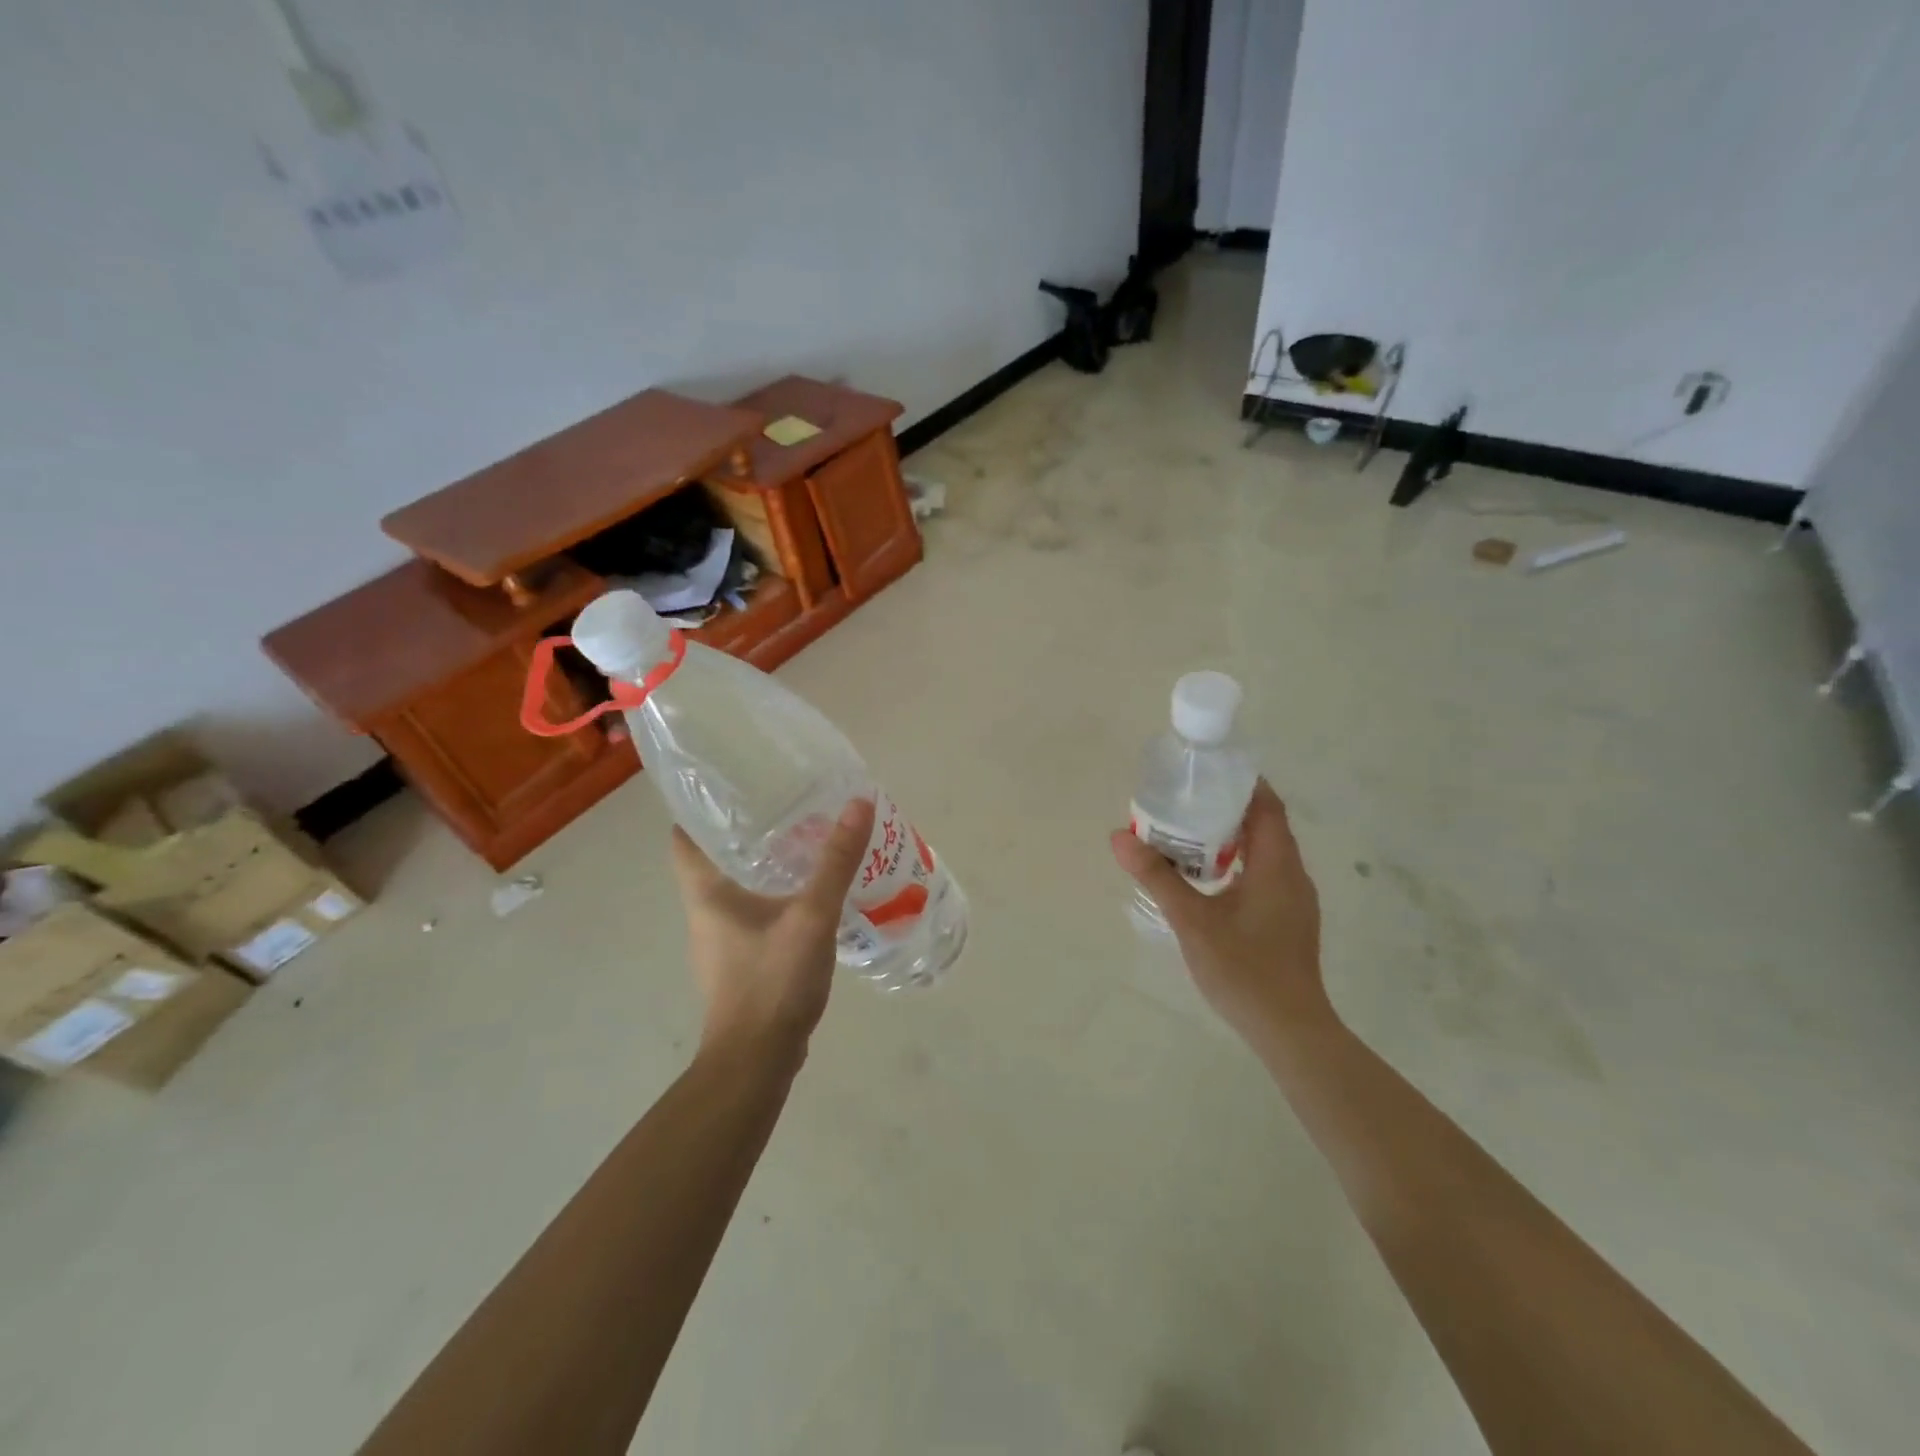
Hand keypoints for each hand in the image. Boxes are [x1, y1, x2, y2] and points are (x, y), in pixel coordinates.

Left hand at [670, 798, 875, 1062]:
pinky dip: (776, 899)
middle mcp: (704, 913)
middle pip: (715, 859)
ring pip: (738, 889)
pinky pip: (755, 916)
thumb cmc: (772, 981)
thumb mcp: (811, 916)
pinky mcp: (740, 964)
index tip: (735, 786)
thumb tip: (859, 803)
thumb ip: (836, 862)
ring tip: (806, 844)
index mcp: (706, 894)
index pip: (685, 837)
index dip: (703, 808)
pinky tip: (811, 897)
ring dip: (765, 867)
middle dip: (748, 832)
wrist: (756, 1061)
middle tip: (788, 807)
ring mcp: (721, 942)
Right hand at [1110, 779, 1332, 1040]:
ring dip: (1232, 838)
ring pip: (1265, 853)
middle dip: (1228, 808)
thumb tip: (1119, 837)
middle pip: (1265, 826)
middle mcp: (1292, 875)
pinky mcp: (1289, 921)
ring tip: (1189, 834)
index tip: (1206, 772)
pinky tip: (1208, 879)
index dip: (1242, 783)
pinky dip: (1238, 863)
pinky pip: (1265, 875)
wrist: (1289, 1030)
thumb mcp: (1192, 920)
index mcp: (1277, 865)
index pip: (1267, 806)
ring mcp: (1294, 900)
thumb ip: (1157, 876)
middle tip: (1185, 801)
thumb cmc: (1244, 969)